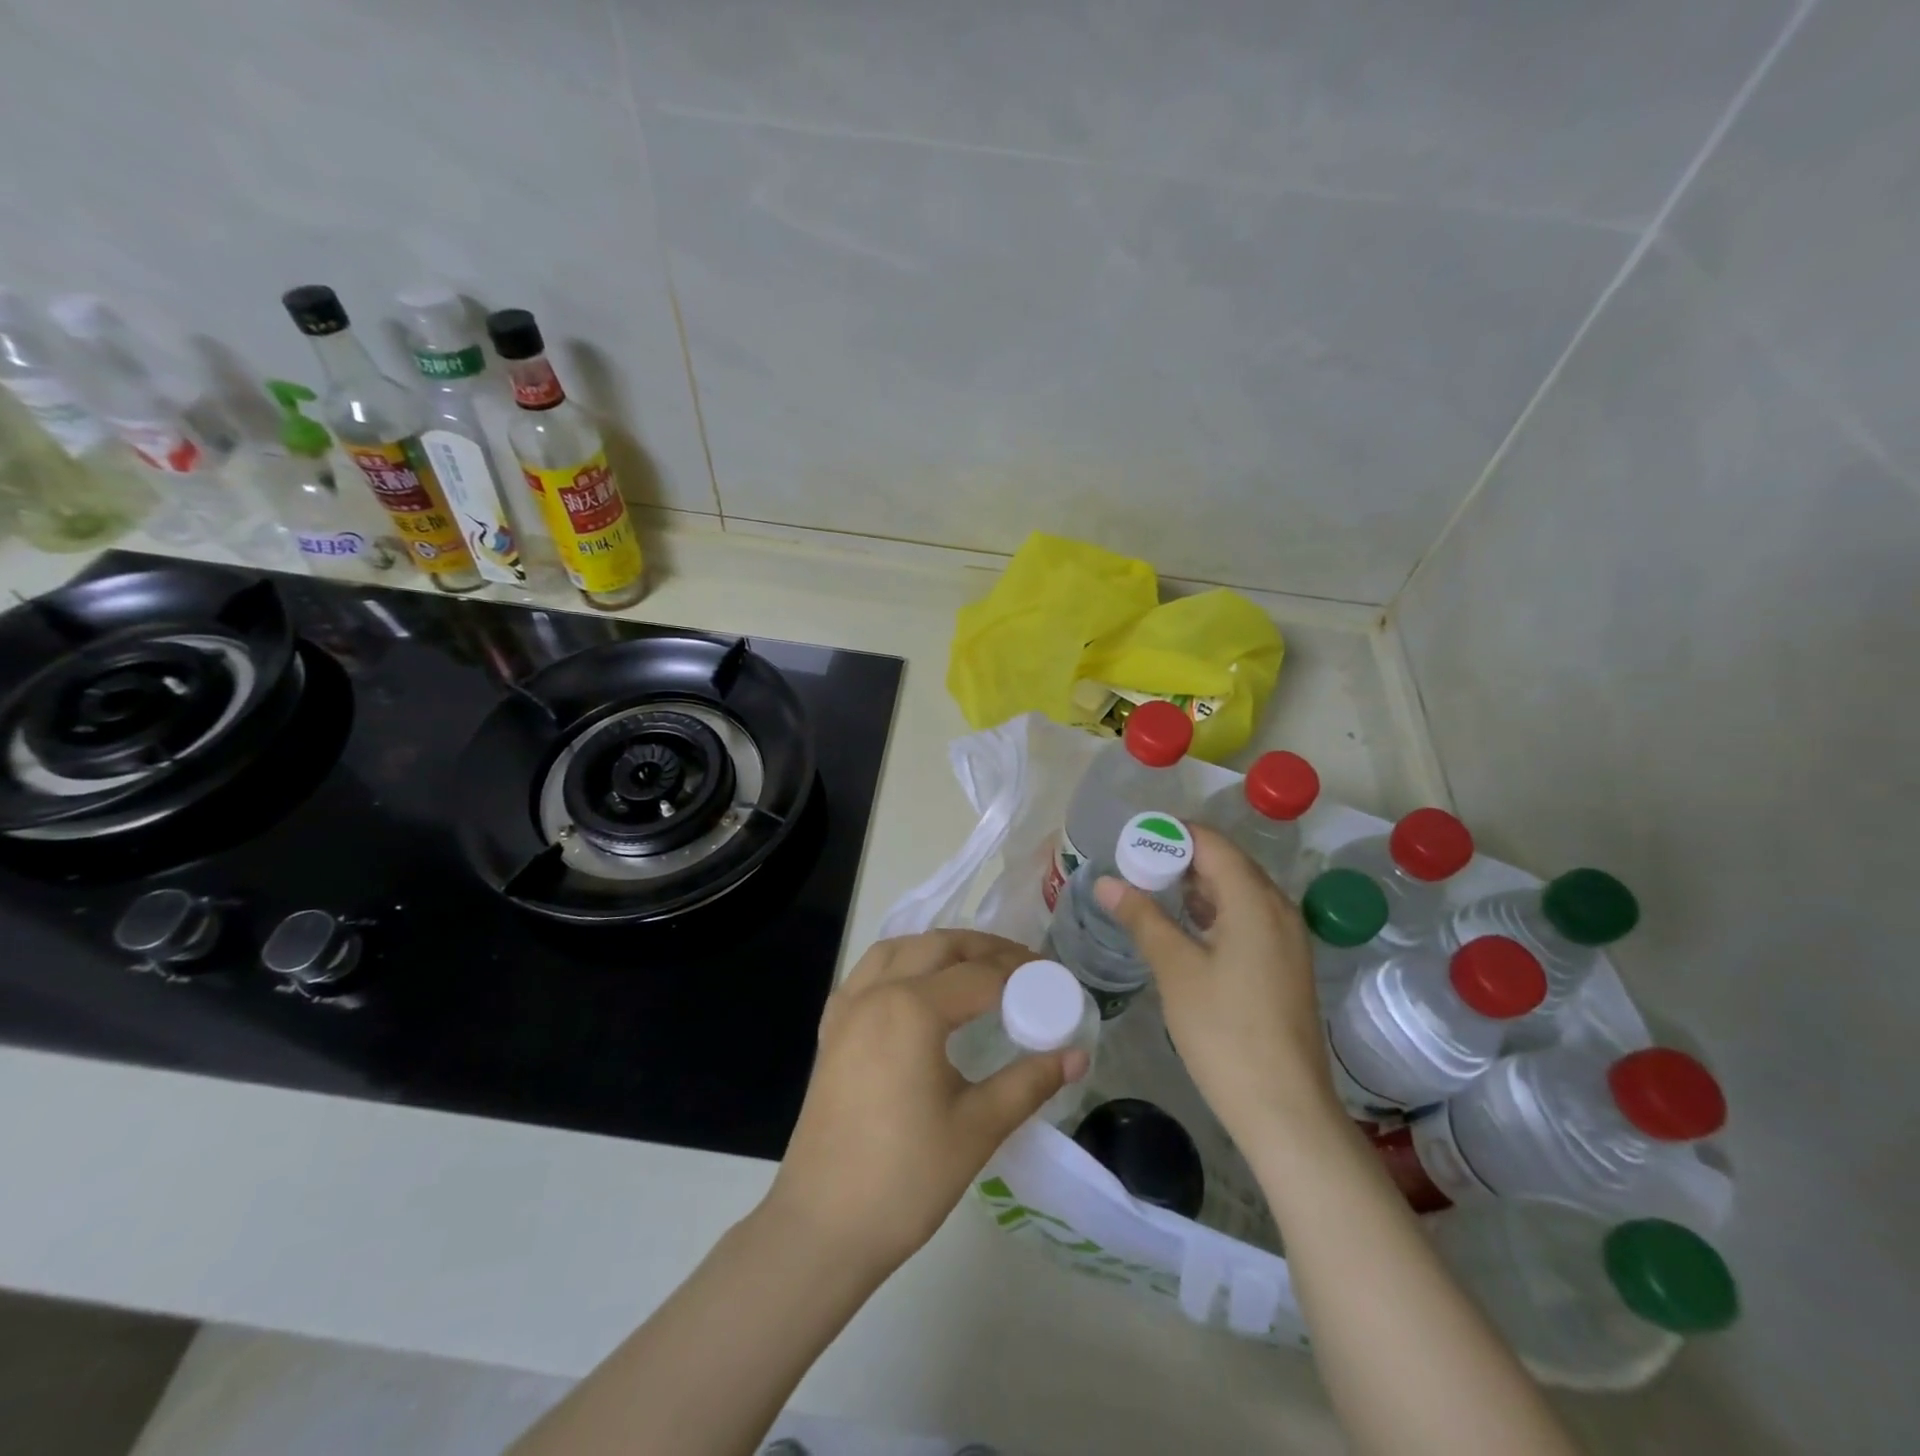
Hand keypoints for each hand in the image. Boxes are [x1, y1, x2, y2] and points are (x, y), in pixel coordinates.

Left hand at [766, 930, 1088, 1276]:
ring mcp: (847, 1008)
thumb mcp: (978, 1128)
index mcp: (913, 1009)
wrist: (822, 1227)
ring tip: (975, 967)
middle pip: (938, 946)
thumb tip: (1077, 1055)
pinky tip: (916, 989)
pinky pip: (868, 973)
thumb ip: (1029, 1082)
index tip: (1055, 978)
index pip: (980, 975)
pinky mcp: (831, 1030)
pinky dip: (899, 964)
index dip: (1022, 973)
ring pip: (898, 948)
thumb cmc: (906, 1179)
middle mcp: (876, 992)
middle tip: (1023, 967)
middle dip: (984, 948)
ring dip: (939, 948)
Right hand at [1096, 826, 1340, 1148]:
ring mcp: (1287, 939)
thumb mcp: (1176, 970)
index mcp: (1255, 901)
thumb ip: (1142, 918)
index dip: (1171, 834)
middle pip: (1227, 863)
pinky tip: (1183, 926)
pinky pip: (1247, 917)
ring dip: (1195, 885)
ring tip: (1150, 890)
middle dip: (1180, 857)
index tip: (1131, 840)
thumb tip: (1106, 882)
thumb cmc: (1225, 1033)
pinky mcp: (1285, 965)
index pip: (1211, 843)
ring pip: (1238, 891)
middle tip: (1133, 865)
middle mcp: (1278, 909)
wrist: (1285, 1110)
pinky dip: (1213, 910)